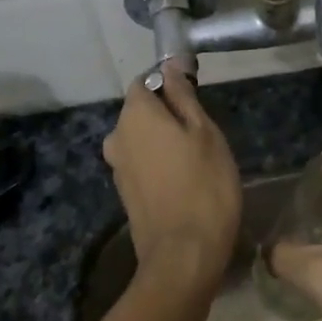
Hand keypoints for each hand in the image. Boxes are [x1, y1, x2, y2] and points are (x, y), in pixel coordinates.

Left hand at [102, 68, 241, 292]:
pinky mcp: (125, 192)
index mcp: (135, 114)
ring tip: (197, 158)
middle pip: (141, 111)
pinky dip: (159, 163)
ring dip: (164, 140)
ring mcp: (118, 167)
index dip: (170, 84)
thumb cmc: (203, 184)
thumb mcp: (204, 132)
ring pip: (142, 138)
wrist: (183, 255)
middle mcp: (117, 136)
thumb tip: (170, 65)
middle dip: (168, 114)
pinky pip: (142, 162)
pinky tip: (184, 179)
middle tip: (204, 132)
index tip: (196, 98)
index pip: (145, 81)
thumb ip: (183, 96)